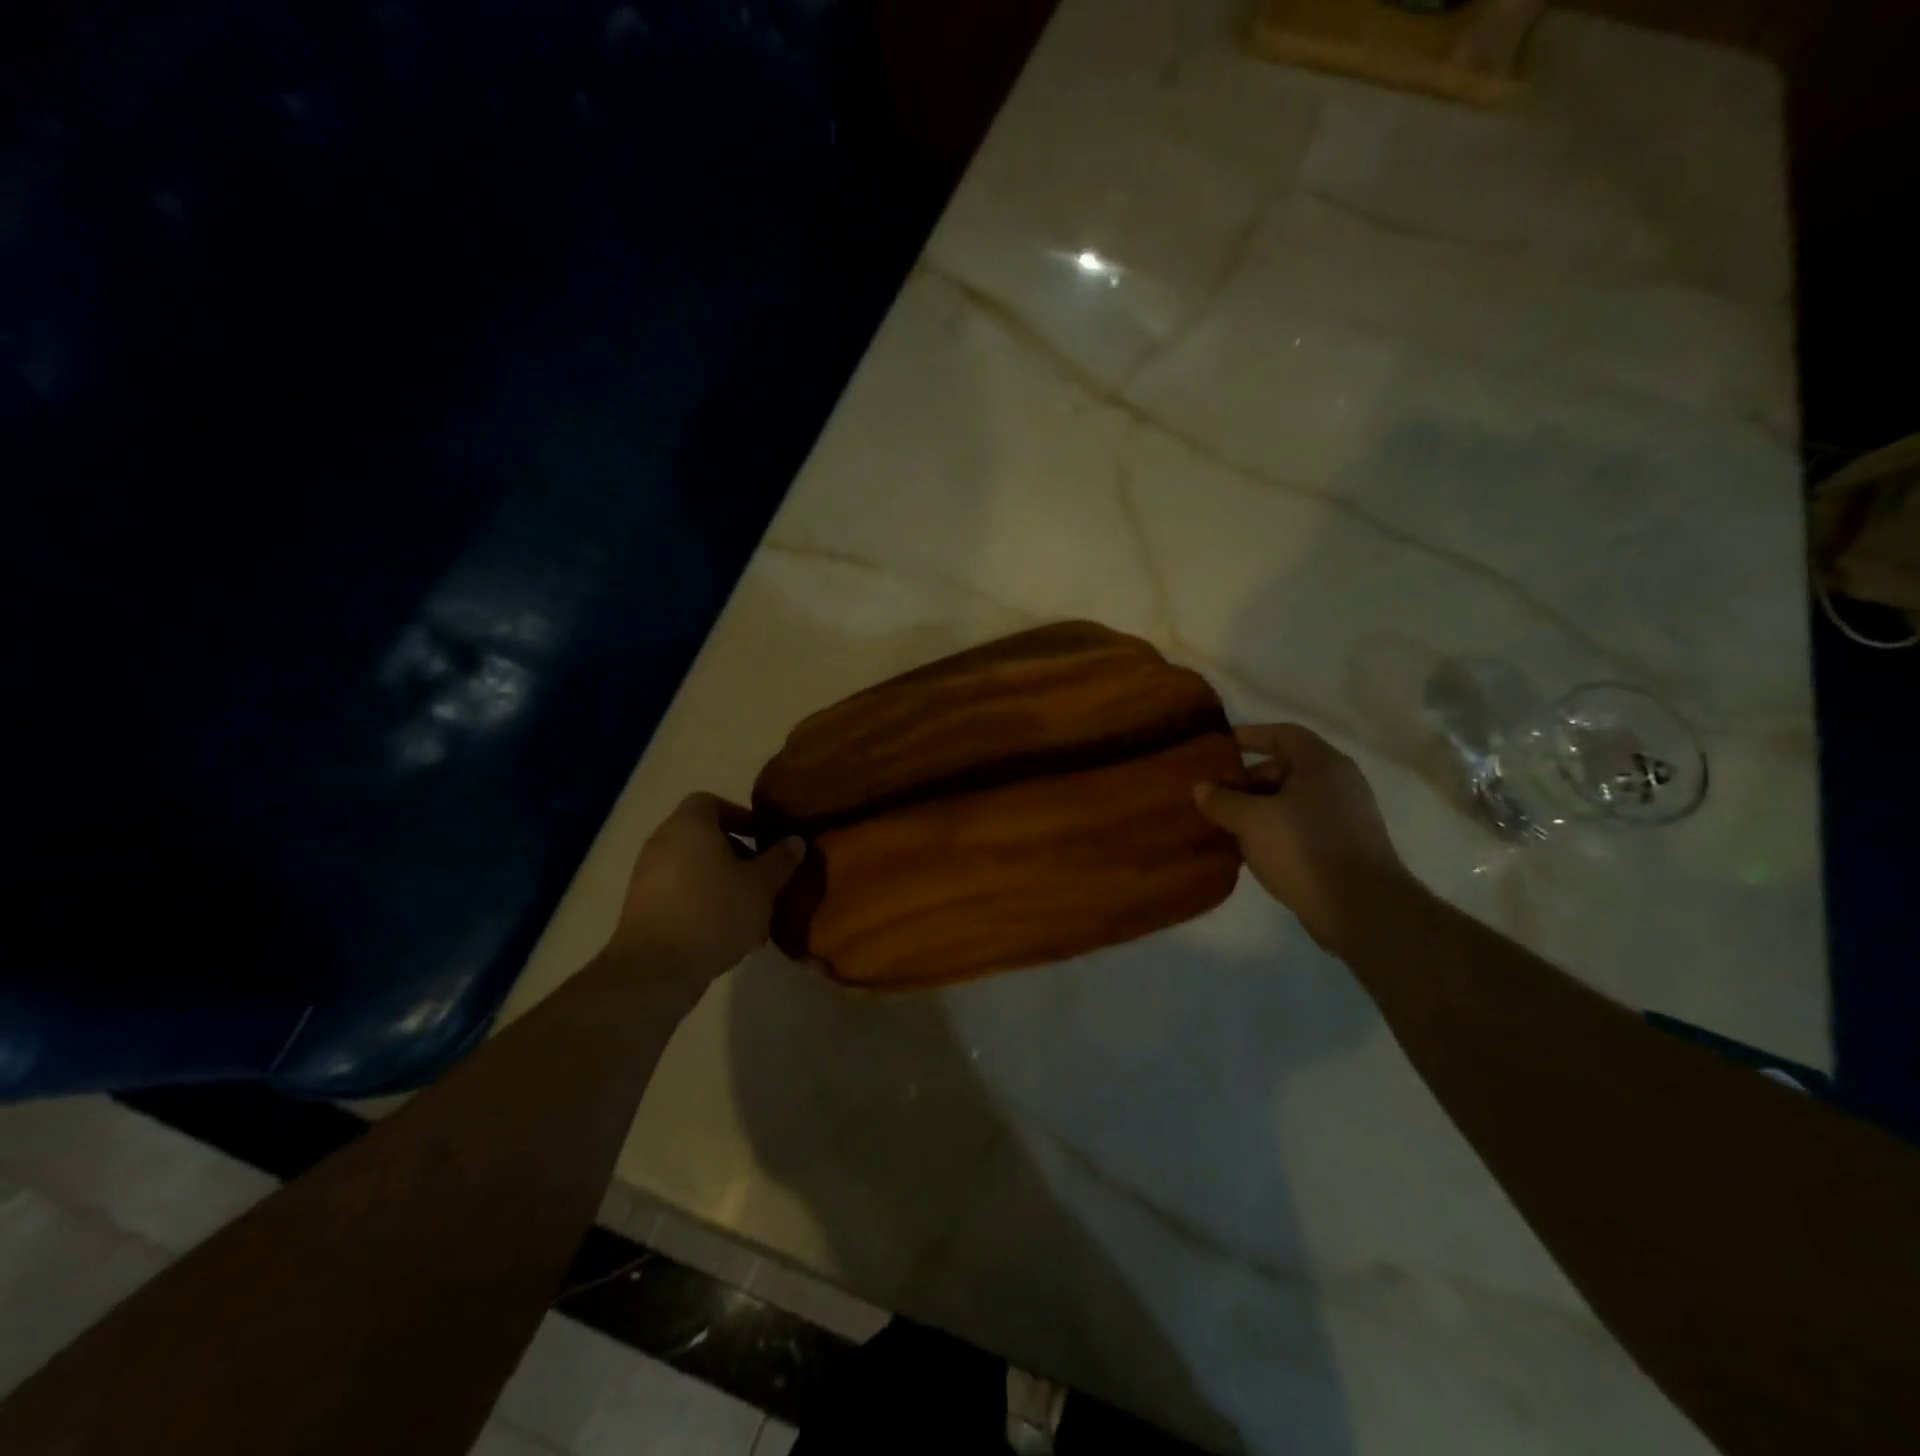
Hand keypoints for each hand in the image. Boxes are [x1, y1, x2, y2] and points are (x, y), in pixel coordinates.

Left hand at [612, 793, 805, 978]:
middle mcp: (662, 842)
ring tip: (750, 913)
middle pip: (703, 838)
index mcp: (689, 825)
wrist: (657, 967)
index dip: (739, 816)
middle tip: (761, 878)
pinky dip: (702, 904)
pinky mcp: (641, 908)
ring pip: (693, 869)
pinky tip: (726, 933)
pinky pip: (679, 894)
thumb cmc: (715, 911)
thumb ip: (780, 860)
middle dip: (736, 856)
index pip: (711, 802)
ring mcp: (646, 876)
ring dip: (721, 884)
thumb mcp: (761, 885)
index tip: (762, 839)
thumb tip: (795, 841)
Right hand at [1194, 723, 1413, 954]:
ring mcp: (1347, 815)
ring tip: (1228, 822)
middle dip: (1250, 778)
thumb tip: (1200, 788)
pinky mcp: (1346, 846)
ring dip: (1261, 807)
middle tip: (1217, 793)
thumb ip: (1222, 800)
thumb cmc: (1304, 849)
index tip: (1221, 744)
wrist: (1361, 909)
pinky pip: (1304, 825)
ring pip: (1294, 799)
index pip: (1284, 734)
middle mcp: (1340, 783)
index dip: (1251, 735)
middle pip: (1288, 767)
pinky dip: (1277, 828)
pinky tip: (1253, 848)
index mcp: (1322, 764)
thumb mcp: (1251, 821)